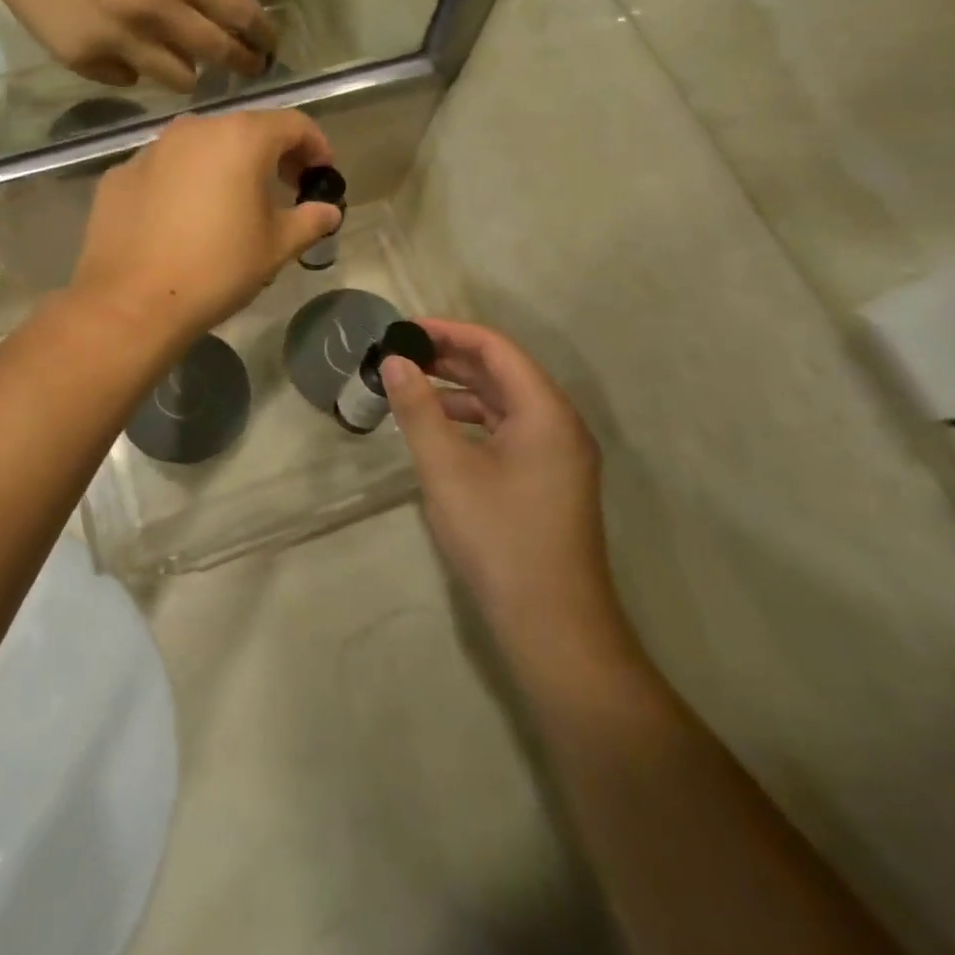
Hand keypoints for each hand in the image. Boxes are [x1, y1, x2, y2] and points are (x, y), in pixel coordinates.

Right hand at [0, 0, 273, 91]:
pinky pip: (130, 80)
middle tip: (250, 68)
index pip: (241, 14)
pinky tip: (120, 48)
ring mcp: (121, 43)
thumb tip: (212, 18)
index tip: (269, 45)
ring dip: (187, 71)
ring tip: (179, 60)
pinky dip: (134, 69)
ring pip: (180, 80)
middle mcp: (156, 12)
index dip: (262, 34)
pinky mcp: (88, 63)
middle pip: (219, 54)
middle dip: (242, 64)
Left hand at [70, 110, 336, 346]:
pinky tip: (181, 221)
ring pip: (199, 148)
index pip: (293, 124)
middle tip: (283, 189)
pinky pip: (163, 170)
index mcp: (239, 138)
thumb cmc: (216, 270)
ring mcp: (149, 150)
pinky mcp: (119, 175)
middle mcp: (192, 130)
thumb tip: (328, 211)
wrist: (131, 303)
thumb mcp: (275, 247)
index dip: (316, 147)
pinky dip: (181, 184)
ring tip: (230, 205)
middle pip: (243, 130)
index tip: (322, 176)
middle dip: (270, 155)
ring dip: (223, 166)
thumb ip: (309, 220)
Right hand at [381, 320, 615, 636]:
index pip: (496, 348)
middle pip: (503, 371)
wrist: (552, 626)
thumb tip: (395, 361)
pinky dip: (471, 420)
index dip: (449, 331)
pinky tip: (438, 429)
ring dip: (460, 389)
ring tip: (411, 386)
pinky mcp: (547, 480)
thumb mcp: (446, 468)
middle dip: (451, 357)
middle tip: (400, 353)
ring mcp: (557, 455)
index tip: (404, 328)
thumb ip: (418, 409)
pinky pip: (508, 431)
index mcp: (546, 411)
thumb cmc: (499, 538)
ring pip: (505, 403)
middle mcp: (559, 424)